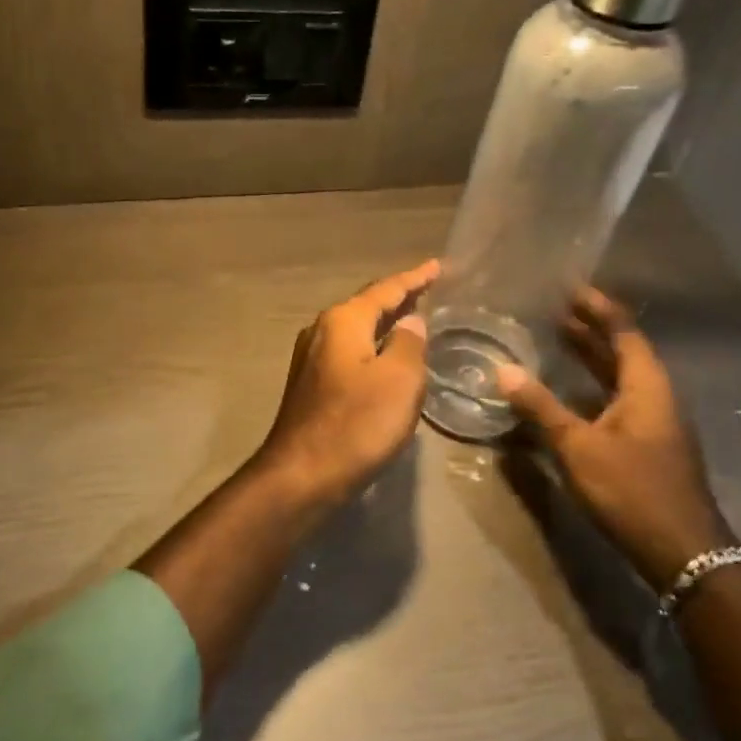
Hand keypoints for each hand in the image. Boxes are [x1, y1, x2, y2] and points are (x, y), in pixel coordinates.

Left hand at [253, 259, 438, 503]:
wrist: (302, 474)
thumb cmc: (357, 423)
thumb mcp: (399, 380)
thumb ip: (409, 343)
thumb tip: (410, 323)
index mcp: (343, 320)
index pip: (386, 289)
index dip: (414, 278)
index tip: (437, 266)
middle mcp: (322, 330)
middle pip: (367, 306)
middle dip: (399, 298)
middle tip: (429, 290)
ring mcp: (312, 358)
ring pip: (357, 330)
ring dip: (385, 323)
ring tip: (414, 319)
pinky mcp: (311, 384)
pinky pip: (350, 352)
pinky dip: (373, 346)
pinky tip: (387, 357)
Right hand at [497, 289, 731, 591]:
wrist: (684, 553)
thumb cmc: (633, 490)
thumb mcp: (579, 447)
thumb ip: (541, 407)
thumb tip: (503, 370)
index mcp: (646, 384)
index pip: (622, 329)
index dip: (596, 306)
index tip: (567, 285)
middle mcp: (655, 394)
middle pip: (622, 349)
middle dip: (589, 327)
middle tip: (552, 307)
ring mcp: (654, 420)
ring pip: (619, 375)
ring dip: (590, 356)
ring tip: (555, 337)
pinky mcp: (648, 442)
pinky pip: (617, 397)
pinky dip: (592, 384)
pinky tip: (567, 391)